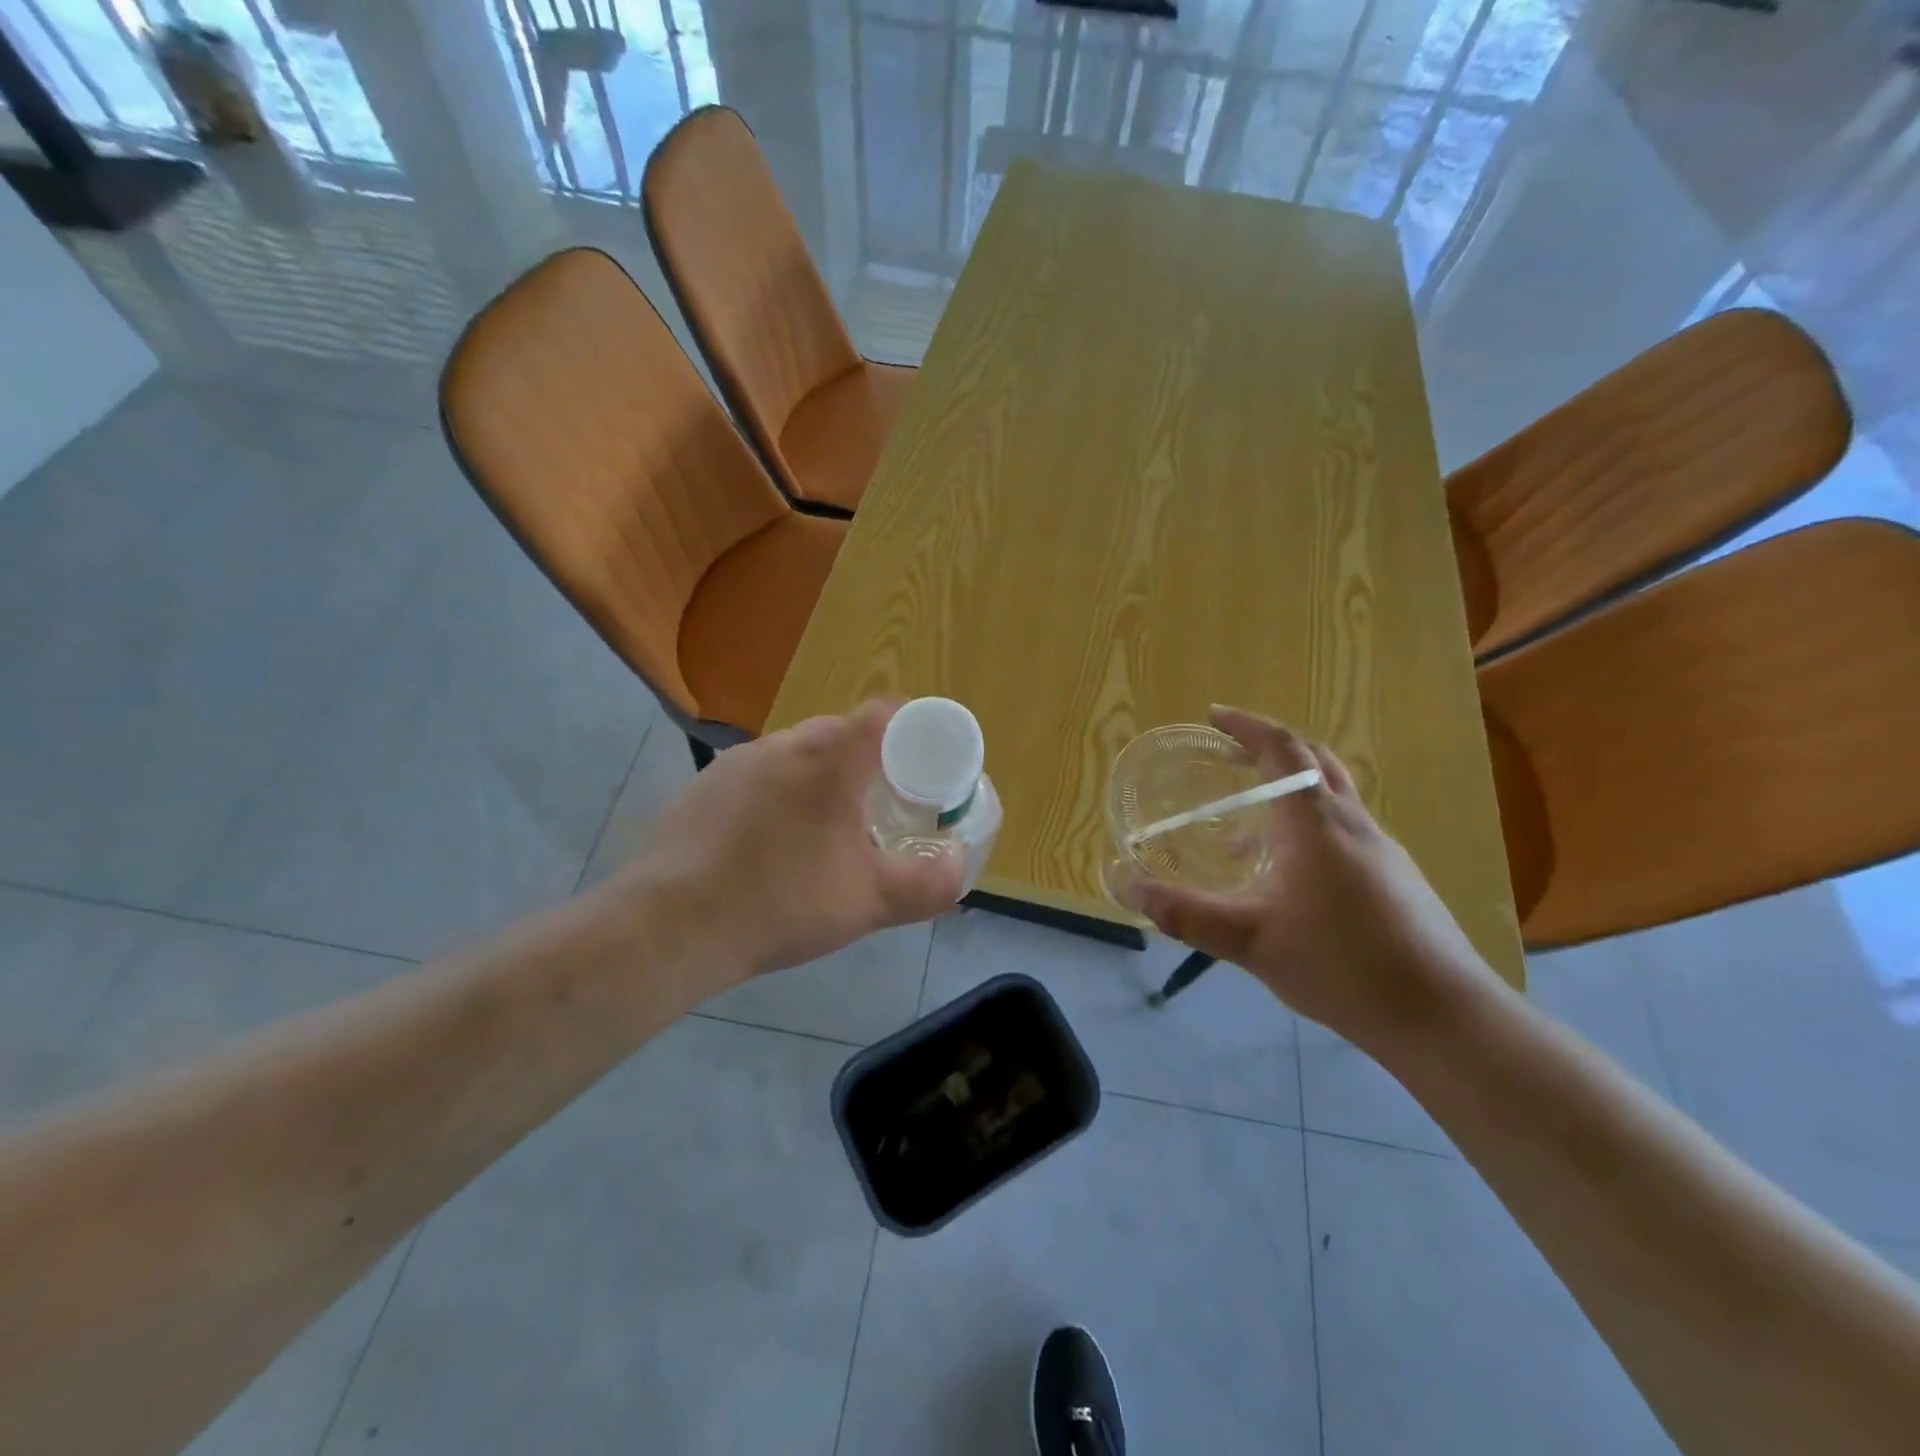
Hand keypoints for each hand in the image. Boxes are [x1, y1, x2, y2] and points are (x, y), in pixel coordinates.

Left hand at [616, 701, 966, 981]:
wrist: (671, 926)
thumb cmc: (782, 902)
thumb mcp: (871, 902)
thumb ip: (928, 885)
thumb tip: (959, 869)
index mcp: (829, 756)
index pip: (885, 713)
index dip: (912, 728)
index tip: (924, 763)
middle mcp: (782, 743)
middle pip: (841, 733)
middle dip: (868, 762)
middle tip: (881, 806)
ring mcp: (735, 762)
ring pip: (796, 755)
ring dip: (820, 780)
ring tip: (825, 832)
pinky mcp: (701, 787)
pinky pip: (757, 778)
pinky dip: (778, 797)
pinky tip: (769, 847)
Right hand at [1125, 706, 1498, 1049]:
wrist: (1442, 1016)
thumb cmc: (1341, 966)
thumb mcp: (1249, 941)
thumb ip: (1185, 913)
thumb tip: (1126, 886)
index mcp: (1317, 824)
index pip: (1283, 749)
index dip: (1248, 726)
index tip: (1214, 717)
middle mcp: (1353, 823)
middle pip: (1314, 760)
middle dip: (1270, 745)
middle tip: (1230, 753)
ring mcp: (1382, 850)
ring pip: (1332, 795)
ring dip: (1289, 789)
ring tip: (1244, 824)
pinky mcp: (1396, 877)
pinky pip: (1343, 828)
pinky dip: (1307, 824)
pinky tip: (1287, 874)